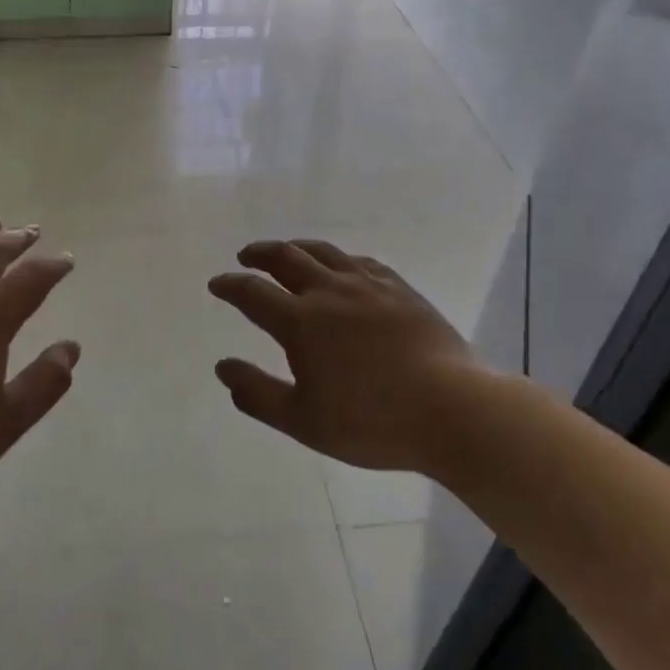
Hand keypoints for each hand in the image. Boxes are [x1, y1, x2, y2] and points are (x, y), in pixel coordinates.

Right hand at [208, 240, 481, 475]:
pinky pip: (360, 261)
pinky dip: (339, 259)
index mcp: (300, 321)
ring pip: (323, 252)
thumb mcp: (304, 421)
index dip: (230, 285)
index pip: (252, 293)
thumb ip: (258, 393)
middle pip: (286, 258)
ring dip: (296, 248)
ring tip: (286, 251)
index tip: (216, 284)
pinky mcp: (399, 288)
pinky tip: (342, 267)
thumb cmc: (373, 422)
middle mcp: (329, 291)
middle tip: (246, 256)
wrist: (453, 408)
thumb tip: (223, 367)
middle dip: (259, 254)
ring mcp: (368, 285)